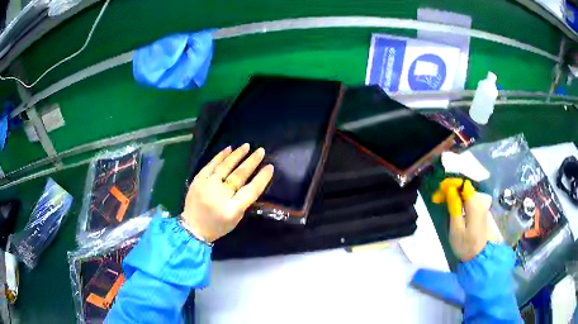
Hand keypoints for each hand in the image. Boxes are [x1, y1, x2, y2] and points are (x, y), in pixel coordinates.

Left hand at [182, 144, 273, 242]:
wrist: (193, 228)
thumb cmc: (218, 226)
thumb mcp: (236, 219)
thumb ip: (244, 201)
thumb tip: (251, 181)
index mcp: (231, 209)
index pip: (251, 191)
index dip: (261, 178)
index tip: (270, 167)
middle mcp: (220, 195)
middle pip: (238, 175)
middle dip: (251, 162)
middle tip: (261, 151)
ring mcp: (207, 186)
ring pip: (225, 166)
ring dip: (237, 155)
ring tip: (247, 146)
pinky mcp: (198, 180)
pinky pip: (211, 165)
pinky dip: (220, 156)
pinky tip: (229, 149)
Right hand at [432, 178, 491, 261]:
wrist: (477, 257)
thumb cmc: (465, 245)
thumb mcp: (456, 229)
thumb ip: (454, 208)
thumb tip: (451, 190)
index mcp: (474, 205)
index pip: (464, 185)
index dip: (452, 184)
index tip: (440, 189)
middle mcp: (480, 202)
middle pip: (465, 188)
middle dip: (451, 189)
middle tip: (437, 198)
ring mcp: (481, 207)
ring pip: (466, 194)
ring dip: (454, 195)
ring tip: (442, 201)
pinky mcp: (479, 212)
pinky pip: (469, 200)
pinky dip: (460, 200)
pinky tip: (452, 206)